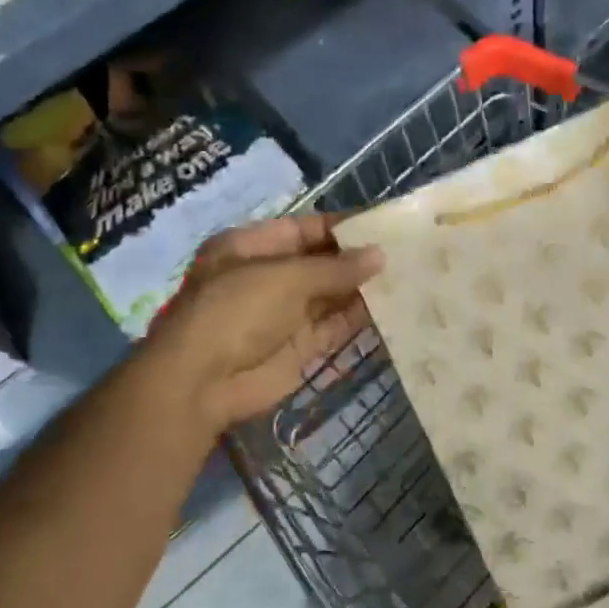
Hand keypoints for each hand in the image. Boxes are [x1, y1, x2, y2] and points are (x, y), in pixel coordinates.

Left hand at [143, 215, 383, 437]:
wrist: (202, 383)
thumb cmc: (237, 311)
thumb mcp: (286, 277)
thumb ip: (336, 268)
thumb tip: (379, 255)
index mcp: (251, 247)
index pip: (303, 228)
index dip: (341, 226)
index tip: (382, 224)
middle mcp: (267, 277)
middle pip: (319, 262)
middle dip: (356, 258)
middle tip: (404, 251)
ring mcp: (283, 314)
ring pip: (330, 295)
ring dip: (362, 288)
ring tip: (407, 276)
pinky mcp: (298, 348)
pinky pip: (334, 327)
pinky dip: (359, 319)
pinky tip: (392, 307)